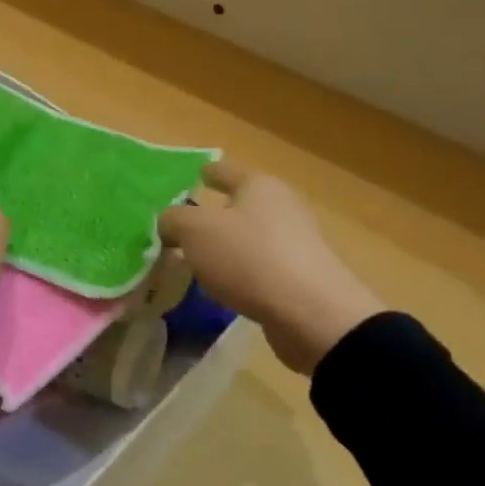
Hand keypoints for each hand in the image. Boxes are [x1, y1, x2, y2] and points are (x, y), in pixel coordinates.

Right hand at [159, 158, 385, 374]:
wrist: (313, 315)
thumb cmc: (249, 258)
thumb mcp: (194, 231)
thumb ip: (173, 220)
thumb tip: (170, 225)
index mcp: (258, 186)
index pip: (225, 170)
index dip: (208, 172)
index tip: (197, 175)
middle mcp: (281, 207)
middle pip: (241, 205)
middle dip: (214, 214)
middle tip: (185, 227)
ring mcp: (295, 244)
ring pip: (249, 238)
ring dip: (226, 247)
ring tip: (198, 262)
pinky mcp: (301, 279)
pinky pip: (260, 268)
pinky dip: (240, 273)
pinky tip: (222, 287)